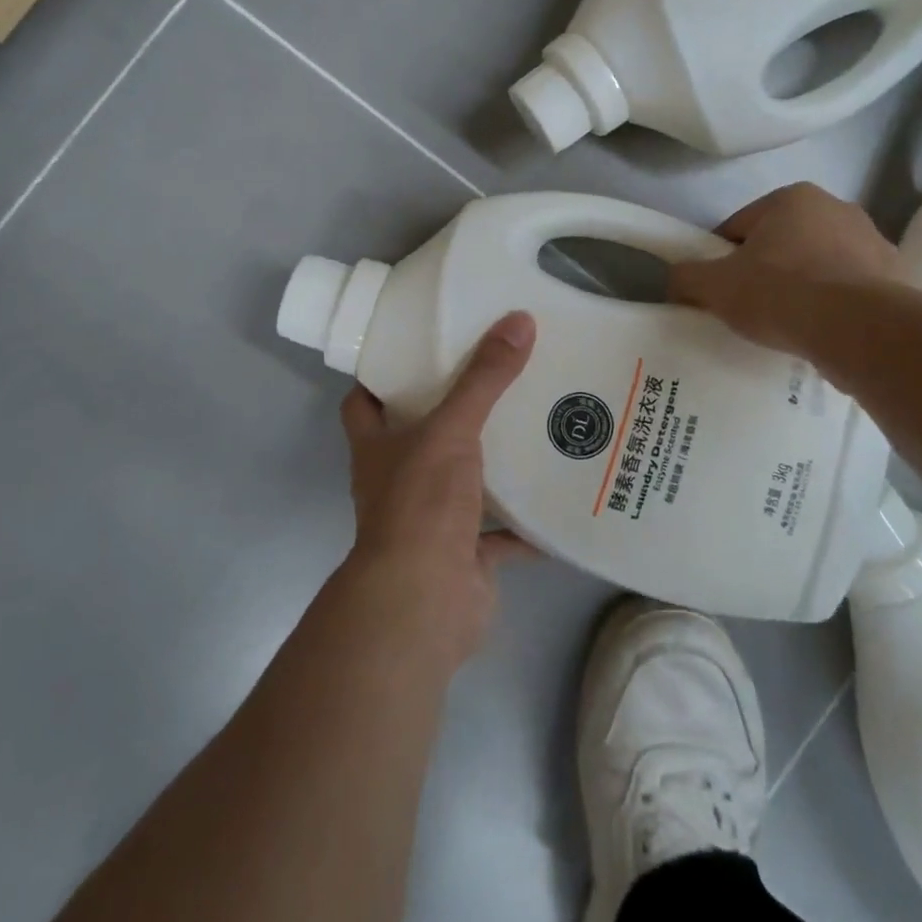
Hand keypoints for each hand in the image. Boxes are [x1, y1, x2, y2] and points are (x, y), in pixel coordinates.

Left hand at [338, 311, 537, 664]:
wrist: (424, 601)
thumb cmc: (421, 503)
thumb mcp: (452, 429)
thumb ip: (484, 378)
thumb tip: (519, 320)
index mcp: (377, 448)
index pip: (364, 402)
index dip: (381, 376)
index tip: (416, 347)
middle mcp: (397, 482)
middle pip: (418, 438)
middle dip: (451, 413)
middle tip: (492, 376)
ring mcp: (430, 522)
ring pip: (461, 483)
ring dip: (490, 465)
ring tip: (532, 427)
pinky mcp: (464, 556)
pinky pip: (500, 534)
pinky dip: (525, 523)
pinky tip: (557, 495)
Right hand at [669, 183, 896, 354]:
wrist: (862, 331)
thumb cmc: (782, 294)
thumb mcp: (715, 286)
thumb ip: (687, 276)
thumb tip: (676, 278)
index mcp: (792, 198)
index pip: (739, 227)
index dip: (720, 259)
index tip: (718, 290)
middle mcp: (837, 208)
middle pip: (781, 243)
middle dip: (765, 270)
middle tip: (750, 308)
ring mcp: (874, 242)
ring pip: (818, 265)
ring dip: (802, 287)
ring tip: (788, 325)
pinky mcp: (898, 278)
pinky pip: (849, 290)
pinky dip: (834, 306)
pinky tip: (821, 332)